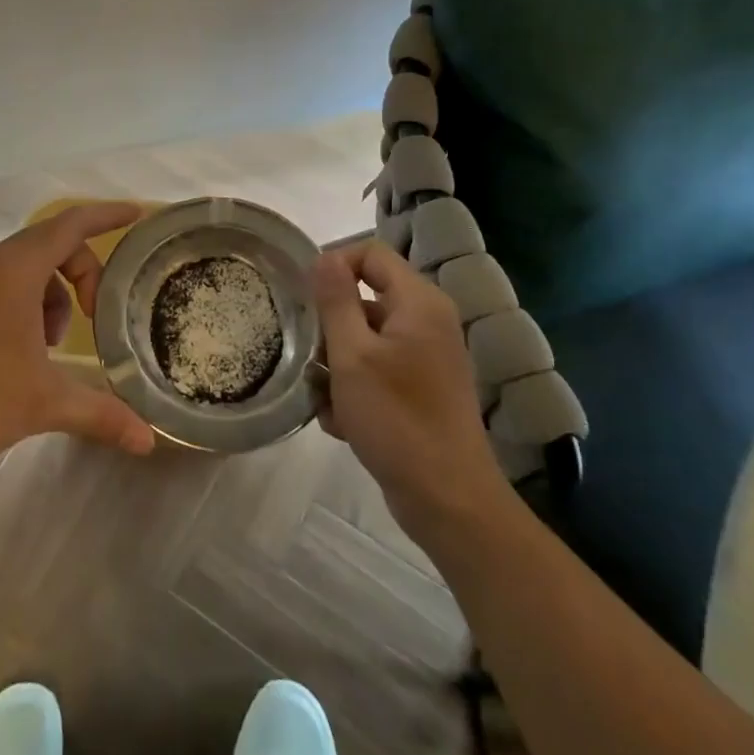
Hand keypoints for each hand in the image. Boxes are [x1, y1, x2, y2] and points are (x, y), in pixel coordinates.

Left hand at [0, 203, 158, 483]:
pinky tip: (24, 356)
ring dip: (54, 296)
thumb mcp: (42, 402)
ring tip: (53, 347)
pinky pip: (4, 288)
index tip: (139, 215)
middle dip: (84, 273)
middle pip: (51, 244)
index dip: (108, 215)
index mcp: (15, 269)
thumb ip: (101, 414)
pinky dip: (27, 308)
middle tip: (100, 315)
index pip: (72, 224)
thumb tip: (148, 441)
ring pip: (27, 269)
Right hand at [311, 242, 506, 543]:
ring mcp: (427, 358)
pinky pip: (378, 371)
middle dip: (331, 326)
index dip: (335, 264)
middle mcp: (428, 321)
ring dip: (338, 364)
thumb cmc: (397, 419)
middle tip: (310, 355)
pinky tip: (342, 422)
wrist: (448, 500)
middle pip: (366, 298)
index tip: (305, 297)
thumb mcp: (353, 355)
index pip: (371, 254)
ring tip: (325, 399)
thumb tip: (325, 257)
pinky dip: (356, 389)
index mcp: (419, 302)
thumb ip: (336, 301)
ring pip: (366, 339)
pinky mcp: (422, 390)